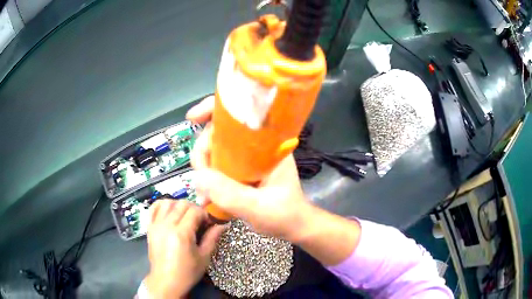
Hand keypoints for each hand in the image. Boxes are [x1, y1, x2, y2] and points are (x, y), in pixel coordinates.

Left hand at [144, 200, 225, 297]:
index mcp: (182, 233)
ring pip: (167, 202)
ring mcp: (156, 225)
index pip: (194, 210)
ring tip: (184, 215)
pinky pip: (154, 208)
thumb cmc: (187, 272)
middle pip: (181, 204)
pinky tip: (169, 211)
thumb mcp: (204, 257)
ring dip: (178, 205)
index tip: (208, 223)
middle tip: (198, 220)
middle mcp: (167, 225)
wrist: (166, 280)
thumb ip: (212, 238)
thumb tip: (223, 225)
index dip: (204, 214)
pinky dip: (162, 205)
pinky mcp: (150, 227)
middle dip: (193, 208)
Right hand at [187, 96, 361, 265]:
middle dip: (203, 150)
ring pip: (215, 149)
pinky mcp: (241, 170)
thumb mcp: (259, 208)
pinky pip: (218, 165)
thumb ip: (230, 194)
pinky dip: (208, 178)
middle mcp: (256, 145)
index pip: (241, 111)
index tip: (193, 118)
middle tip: (200, 177)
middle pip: (220, 131)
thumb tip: (197, 176)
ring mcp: (247, 157)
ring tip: (204, 194)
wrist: (294, 227)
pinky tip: (206, 196)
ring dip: (203, 167)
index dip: (215, 109)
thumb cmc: (285, 215)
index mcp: (268, 143)